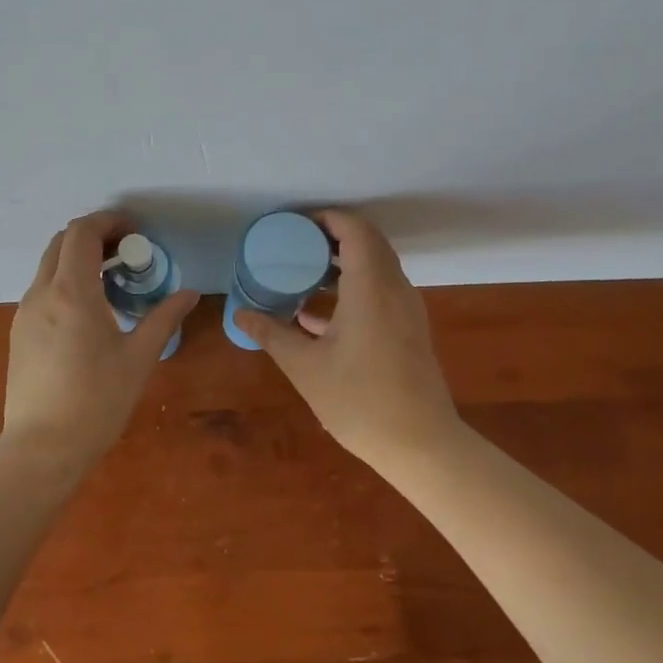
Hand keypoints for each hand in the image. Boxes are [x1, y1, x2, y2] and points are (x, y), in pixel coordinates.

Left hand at [1, 211, 198, 465]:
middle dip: (93, 236)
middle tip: (126, 253)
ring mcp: (24, 313)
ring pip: (48, 265)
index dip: (109, 222)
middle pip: (62, 242)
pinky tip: (88, 311)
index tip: (135, 232)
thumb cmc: (97, 401)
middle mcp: (42, 293)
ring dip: (78, 259)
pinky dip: (65, 281)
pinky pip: (42, 290)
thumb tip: (190, 294)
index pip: (82, 233)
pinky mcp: (18, 332)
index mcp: (72, 292)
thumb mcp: (139, 358)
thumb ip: (164, 318)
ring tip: (111, 282)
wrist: (42, 447)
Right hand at [234, 210, 464, 470]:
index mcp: (371, 288)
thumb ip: (272, 334)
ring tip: (302, 273)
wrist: (421, 445)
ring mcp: (406, 310)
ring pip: (376, 267)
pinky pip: (380, 291)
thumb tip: (241, 313)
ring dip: (343, 262)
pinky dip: (353, 288)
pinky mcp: (408, 330)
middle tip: (294, 244)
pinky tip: (316, 316)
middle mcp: (394, 289)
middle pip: (368, 243)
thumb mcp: (305, 367)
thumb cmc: (359, 401)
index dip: (327, 218)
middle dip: (332, 236)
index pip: (356, 230)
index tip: (294, 225)